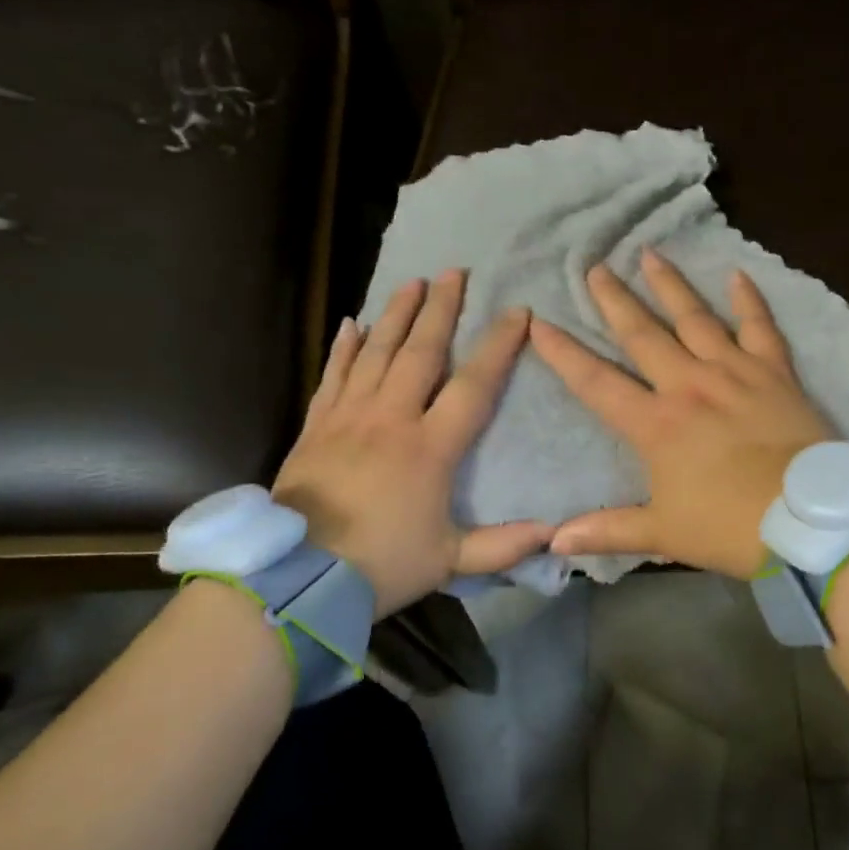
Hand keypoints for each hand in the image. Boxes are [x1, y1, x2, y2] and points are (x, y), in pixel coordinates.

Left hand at [274, 269, 553, 616]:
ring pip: (376, 352)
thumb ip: (503, 546)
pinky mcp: (317, 426)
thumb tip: (554, 532)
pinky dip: (344, 346)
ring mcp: (349, 418)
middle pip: (420, 352)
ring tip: (413, 282)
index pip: (473, 385)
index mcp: (430, 448)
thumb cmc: (379, 565)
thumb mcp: (449, 562)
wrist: (294, 578)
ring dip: (397, 314)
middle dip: (441, 309)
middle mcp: (391, 419)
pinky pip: (333, 374)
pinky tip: (353, 322)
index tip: (517, 312)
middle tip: (454, 272)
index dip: (498, 346)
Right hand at [529, 249, 832, 578]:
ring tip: (649, 253)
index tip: (540, 322)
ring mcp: (734, 372)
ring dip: (669, 285)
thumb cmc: (731, 527)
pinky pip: (760, 327)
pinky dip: (749, 299)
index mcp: (655, 424)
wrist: (810, 520)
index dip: (564, 353)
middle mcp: (688, 385)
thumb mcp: (664, 534)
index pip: (596, 382)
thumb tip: (553, 542)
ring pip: (694, 318)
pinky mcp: (774, 372)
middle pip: (642, 334)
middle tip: (594, 267)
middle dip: (614, 300)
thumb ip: (608, 531)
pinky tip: (737, 274)